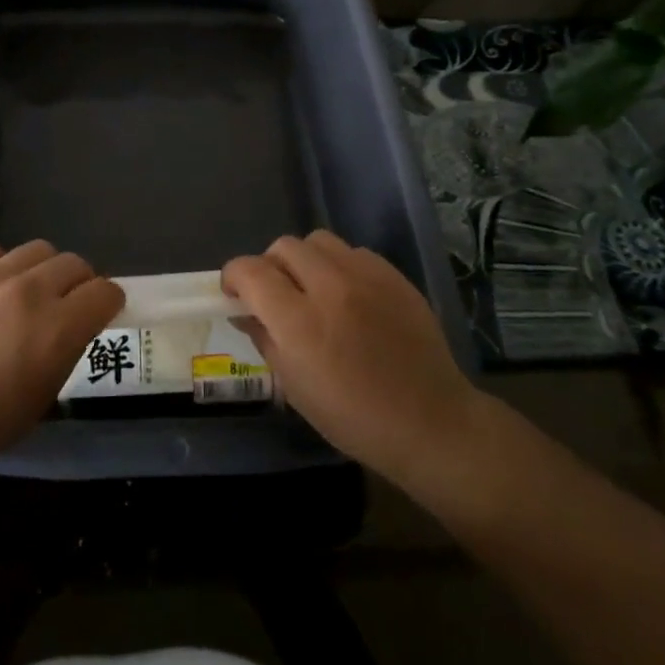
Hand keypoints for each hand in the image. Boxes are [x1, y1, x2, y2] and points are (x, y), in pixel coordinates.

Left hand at [0, 241, 124, 478]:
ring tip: (27, 292)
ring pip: (38, 250)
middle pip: (75, 264)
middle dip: (79, 284)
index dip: (108, 303)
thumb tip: (72, 329)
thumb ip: (65, 352)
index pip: (105, 292)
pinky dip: (0, 265)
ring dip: (43, 270)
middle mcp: (31, 292)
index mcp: (58, 329)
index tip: (100, 315)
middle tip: (65, 306)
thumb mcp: (42, 398)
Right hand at [223, 231, 482, 491]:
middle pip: (283, 247)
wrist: (431, 423)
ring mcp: (367, 276)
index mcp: (300, 322)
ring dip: (304, 260)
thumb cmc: (354, 418)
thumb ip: (264, 340)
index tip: (234, 294)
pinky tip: (348, 295)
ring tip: (312, 289)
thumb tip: (244, 313)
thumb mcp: (295, 388)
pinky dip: (340, 266)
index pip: (250, 271)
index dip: (233, 277)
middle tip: (275, 295)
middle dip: (269, 266)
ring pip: (318, 241)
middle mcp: (330, 287)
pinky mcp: (394, 276)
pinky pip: (354, 252)